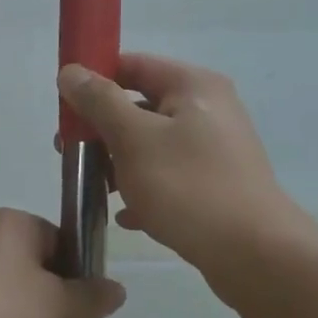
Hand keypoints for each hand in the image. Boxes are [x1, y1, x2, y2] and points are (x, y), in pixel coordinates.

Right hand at [58, 54, 307, 276]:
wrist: (253, 253)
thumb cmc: (188, 187)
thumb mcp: (134, 139)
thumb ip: (100, 102)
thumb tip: (70, 70)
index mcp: (193, 85)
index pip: (133, 64)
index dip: (95, 80)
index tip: (64, 110)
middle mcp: (209, 109)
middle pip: (141, 106)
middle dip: (103, 130)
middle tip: (70, 154)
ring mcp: (215, 150)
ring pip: (153, 146)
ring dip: (120, 163)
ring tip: (96, 189)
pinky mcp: (216, 185)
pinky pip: (170, 178)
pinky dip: (145, 190)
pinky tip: (126, 217)